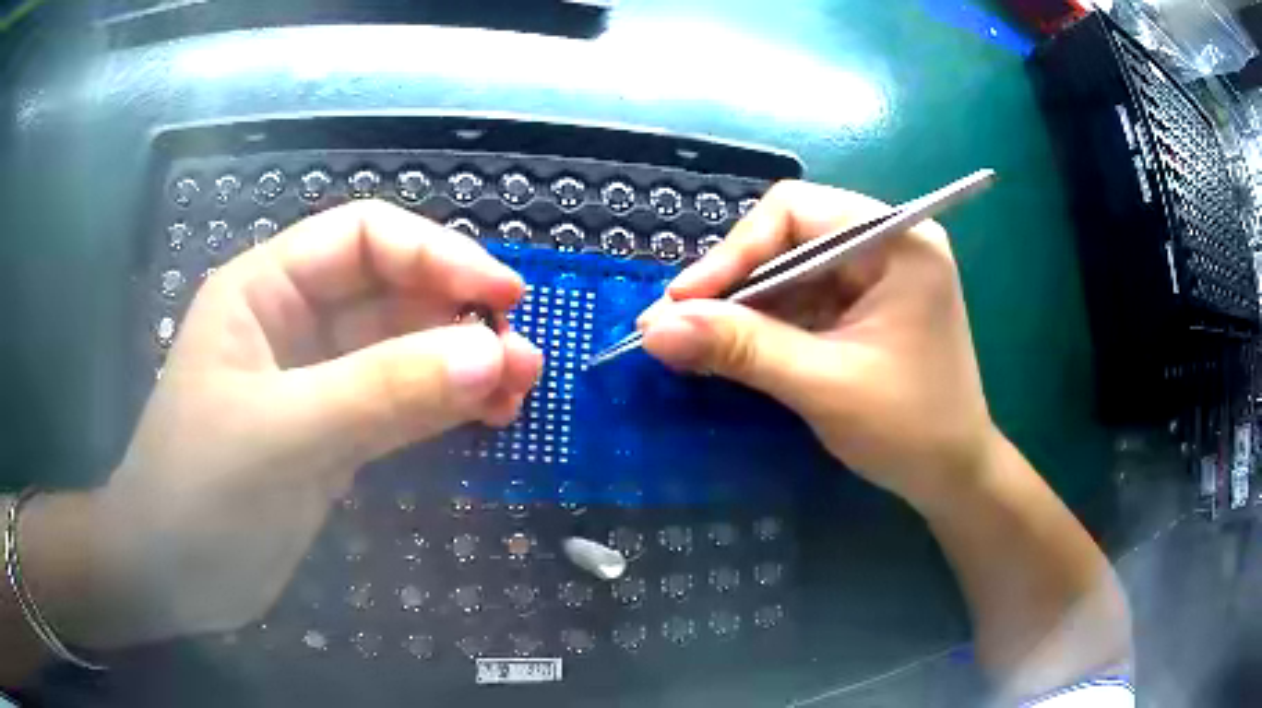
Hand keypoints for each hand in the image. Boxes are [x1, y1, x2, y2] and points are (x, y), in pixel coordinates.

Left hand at [27, 201, 541, 647]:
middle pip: (392, 292)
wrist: (173, 576)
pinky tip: (482, 418)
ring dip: (461, 364)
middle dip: (459, 316)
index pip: (365, 238)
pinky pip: (400, 402)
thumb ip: (382, 393)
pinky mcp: (332, 434)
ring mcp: (315, 381)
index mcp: (266, 289)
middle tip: (522, 358)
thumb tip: (491, 358)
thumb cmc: (200, 493)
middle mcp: (294, 322)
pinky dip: (444, 406)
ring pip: (403, 350)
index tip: (502, 296)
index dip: (437, 254)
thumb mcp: (282, 436)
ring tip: (518, 392)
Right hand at [640, 181, 994, 510]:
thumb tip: (653, 326)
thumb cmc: (908, 430)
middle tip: (676, 324)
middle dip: (733, 282)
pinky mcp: (866, 304)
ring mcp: (878, 272)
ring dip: (742, 306)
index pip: (795, 212)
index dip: (732, 252)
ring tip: (691, 341)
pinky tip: (731, 348)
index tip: (682, 302)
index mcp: (897, 241)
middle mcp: (889, 242)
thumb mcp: (822, 385)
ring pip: (789, 268)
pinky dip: (765, 323)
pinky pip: (803, 297)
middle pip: (789, 235)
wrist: (952, 476)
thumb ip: (741, 348)